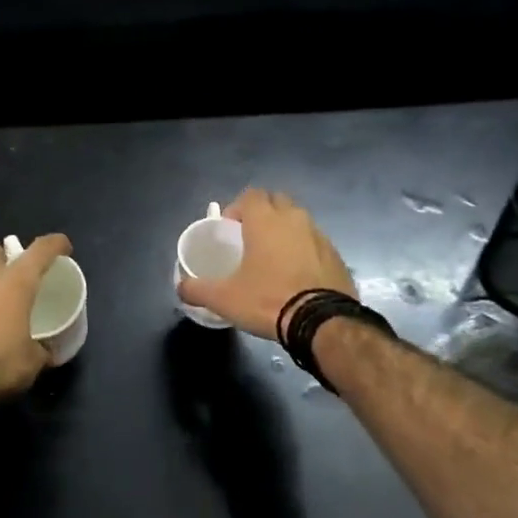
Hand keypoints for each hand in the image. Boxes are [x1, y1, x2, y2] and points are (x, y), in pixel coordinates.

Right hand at [176, 189, 353, 340]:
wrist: (323, 322)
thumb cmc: (268, 300)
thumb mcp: (224, 298)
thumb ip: (197, 289)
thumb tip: (180, 288)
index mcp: (265, 220)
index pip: (250, 195)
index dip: (237, 208)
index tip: (230, 228)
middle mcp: (294, 219)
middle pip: (276, 201)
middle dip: (263, 213)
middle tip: (250, 238)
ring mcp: (319, 236)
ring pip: (298, 221)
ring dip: (285, 231)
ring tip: (273, 258)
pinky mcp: (337, 255)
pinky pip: (315, 242)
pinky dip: (304, 250)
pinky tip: (296, 275)